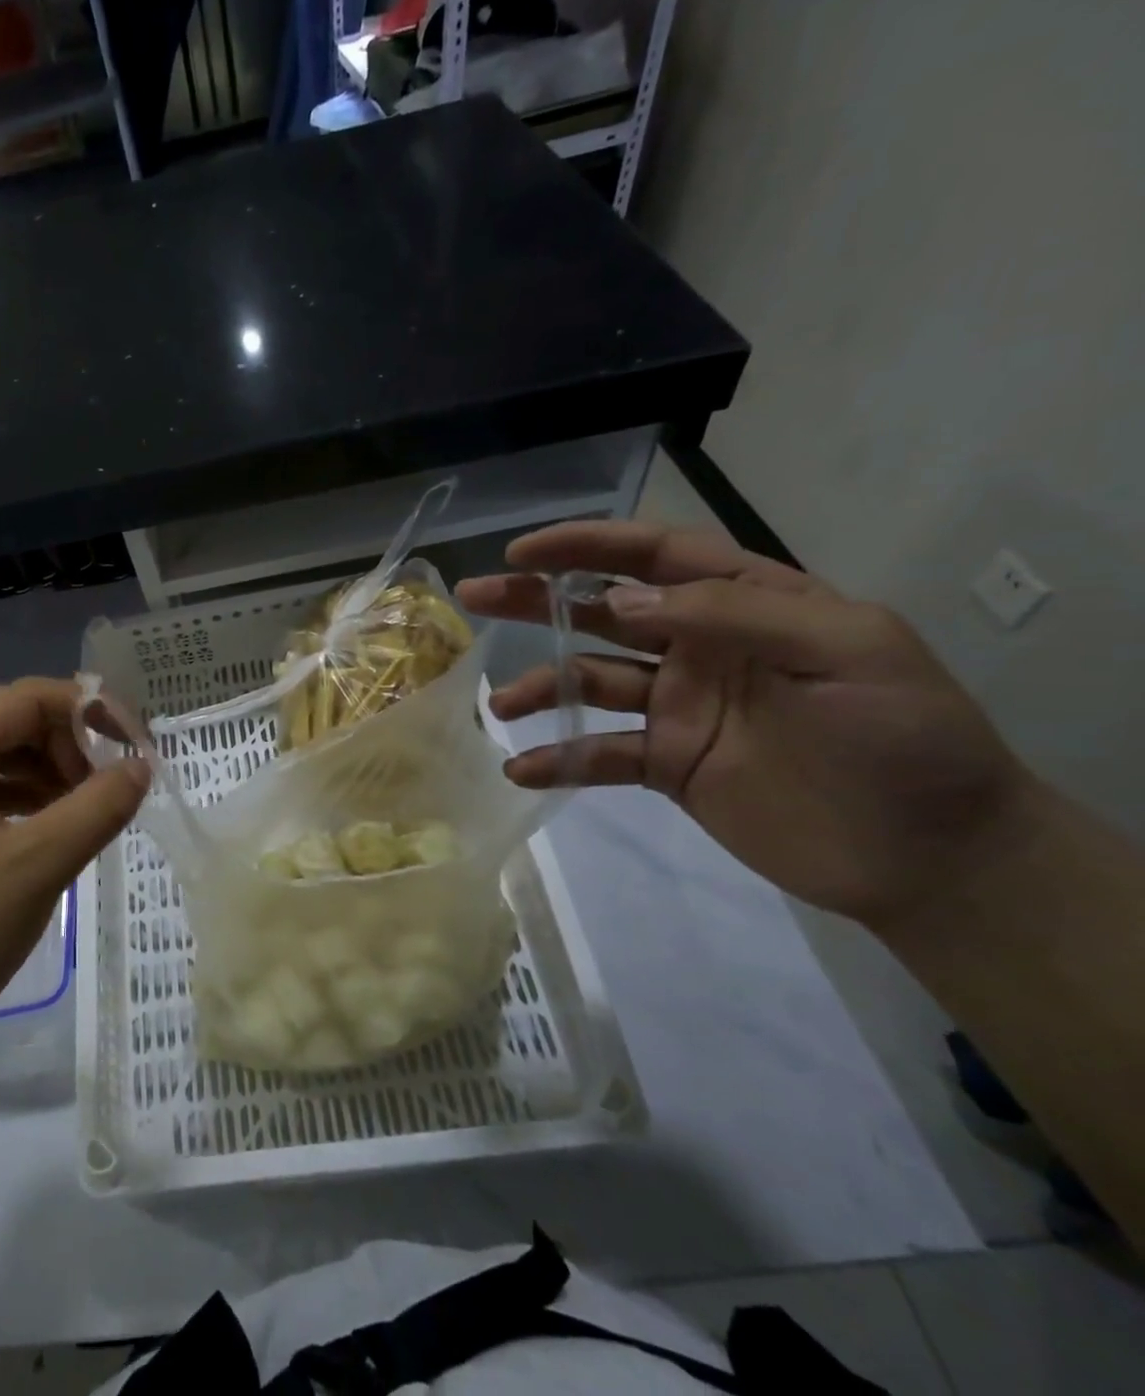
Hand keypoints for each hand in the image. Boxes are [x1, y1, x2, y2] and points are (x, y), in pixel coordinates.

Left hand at [0, 678, 148, 1073]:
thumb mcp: (37, 867)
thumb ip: (98, 807)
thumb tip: (142, 765)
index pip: (24, 698)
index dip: (86, 709)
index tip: (133, 742)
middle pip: (7, 722)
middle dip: (66, 741)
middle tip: (109, 780)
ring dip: (46, 771)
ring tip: (87, 807)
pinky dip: (22, 802)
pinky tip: (49, 832)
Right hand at [457, 522, 1040, 930]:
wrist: (931, 858)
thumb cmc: (902, 739)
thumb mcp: (845, 650)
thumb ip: (732, 613)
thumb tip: (620, 601)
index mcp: (746, 604)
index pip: (655, 557)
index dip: (586, 546)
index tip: (523, 551)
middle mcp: (699, 648)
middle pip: (602, 612)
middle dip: (537, 601)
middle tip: (475, 596)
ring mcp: (678, 707)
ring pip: (590, 682)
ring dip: (541, 687)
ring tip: (501, 704)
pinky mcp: (666, 764)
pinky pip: (599, 754)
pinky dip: (559, 760)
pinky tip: (522, 769)